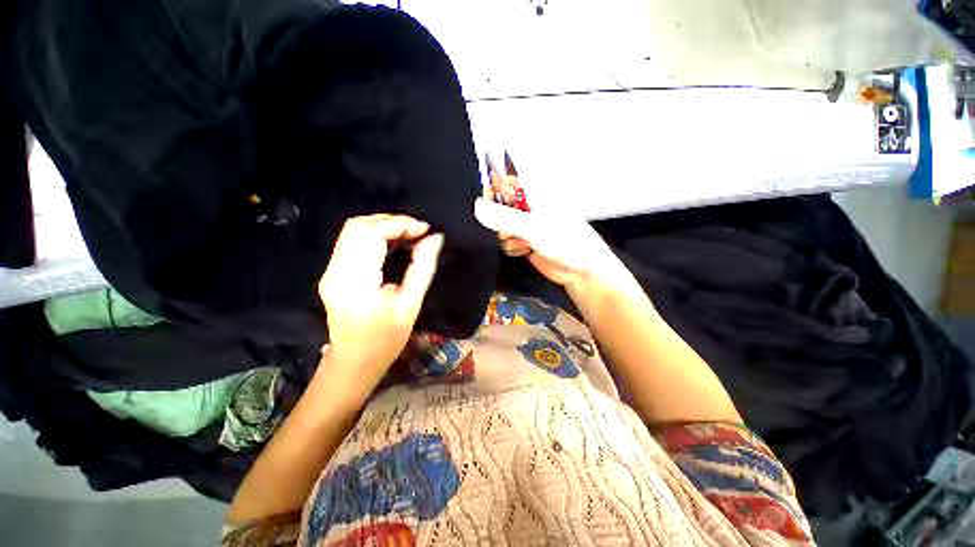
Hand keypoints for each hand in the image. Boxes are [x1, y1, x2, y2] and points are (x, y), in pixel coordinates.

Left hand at [318, 215, 443, 402]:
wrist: (353, 362)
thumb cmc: (386, 339)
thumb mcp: (410, 304)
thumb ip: (422, 268)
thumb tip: (435, 238)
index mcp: (355, 281)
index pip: (372, 234)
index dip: (400, 225)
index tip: (425, 229)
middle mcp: (336, 271)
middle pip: (358, 226)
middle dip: (391, 221)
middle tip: (417, 230)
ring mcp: (330, 271)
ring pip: (352, 230)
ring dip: (381, 226)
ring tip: (408, 234)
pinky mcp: (331, 273)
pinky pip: (351, 242)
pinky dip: (373, 236)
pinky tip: (393, 243)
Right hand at [475, 196, 631, 293]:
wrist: (579, 270)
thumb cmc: (564, 240)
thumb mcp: (533, 227)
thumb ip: (503, 218)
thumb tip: (476, 207)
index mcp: (533, 194)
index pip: (504, 183)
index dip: (492, 192)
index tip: (486, 205)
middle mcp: (527, 207)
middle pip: (498, 206)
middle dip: (500, 220)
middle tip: (510, 228)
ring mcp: (524, 225)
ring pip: (499, 226)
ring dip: (507, 237)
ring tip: (525, 242)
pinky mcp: (522, 241)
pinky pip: (504, 241)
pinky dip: (512, 247)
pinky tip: (525, 250)